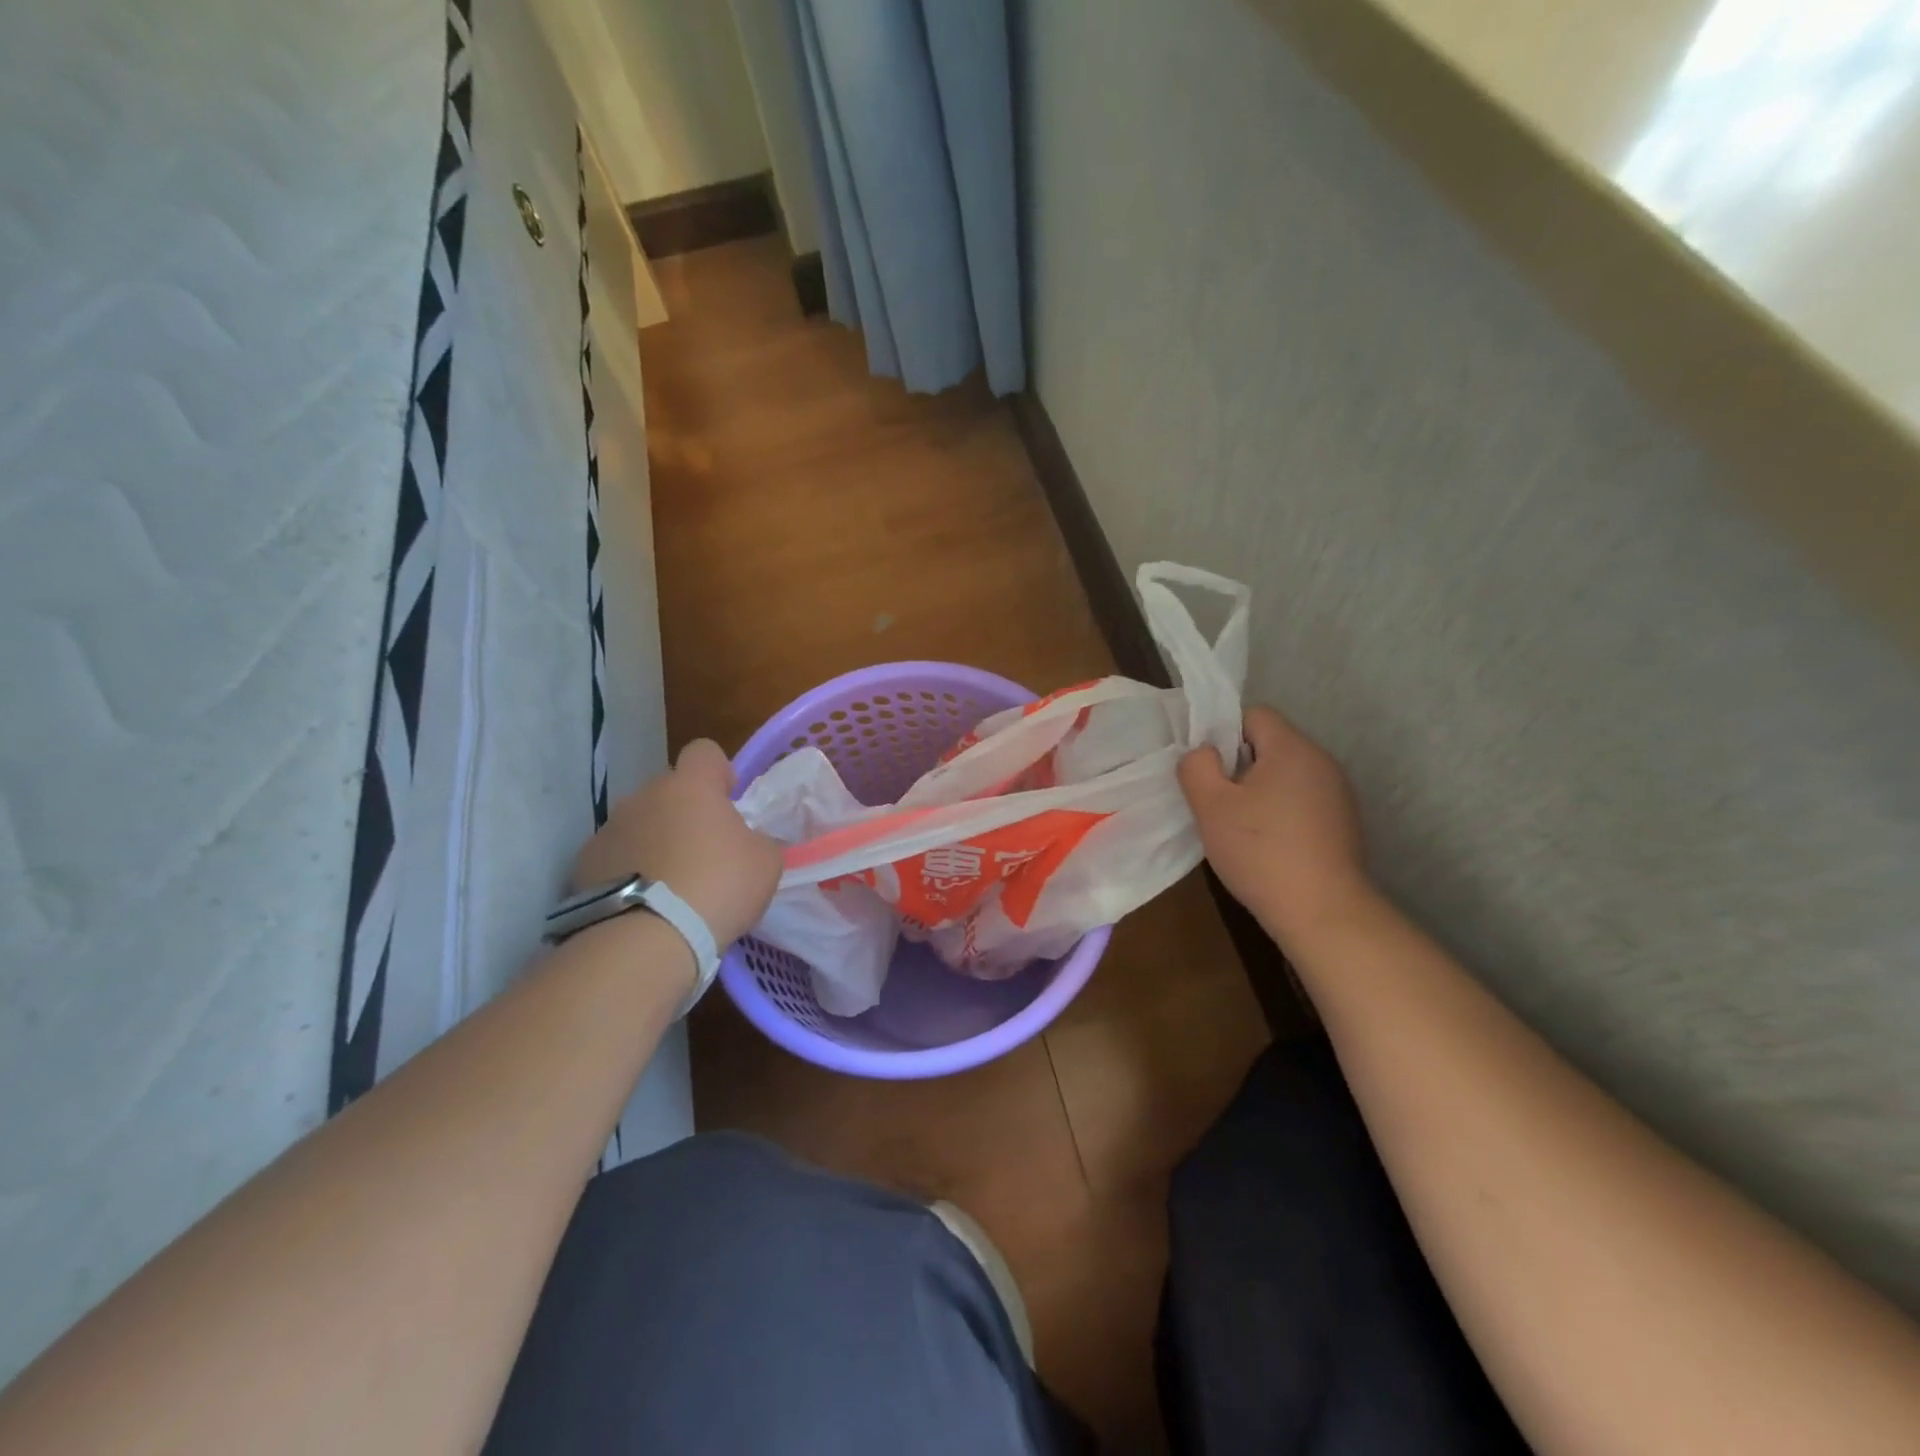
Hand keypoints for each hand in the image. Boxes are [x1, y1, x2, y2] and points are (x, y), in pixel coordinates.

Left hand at [572, 740, 783, 947]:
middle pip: (669, 791)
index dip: (718, 772)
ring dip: (656, 842)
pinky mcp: (584, 864)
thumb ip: (758, 841)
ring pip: (640, 824)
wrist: (645, 940)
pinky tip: (643, 903)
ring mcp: (609, 829)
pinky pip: (616, 856)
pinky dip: (629, 871)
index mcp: (691, 786)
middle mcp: (644, 796)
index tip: (728, 801)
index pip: (704, 752)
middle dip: (686, 813)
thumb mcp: (765, 863)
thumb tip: (747, 842)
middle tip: (705, 853)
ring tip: (671, 885)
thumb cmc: (717, 888)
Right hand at [1177, 705, 1372, 949]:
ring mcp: (1338, 794)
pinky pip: (1302, 801)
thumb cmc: (1260, 852)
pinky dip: (1281, 813)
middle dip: (1239, 765)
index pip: (1254, 714)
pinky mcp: (1344, 823)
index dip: (1223, 733)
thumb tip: (1204, 753)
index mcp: (1292, 748)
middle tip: (1216, 801)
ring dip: (1260, 791)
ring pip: (1286, 775)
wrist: (1323, 912)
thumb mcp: (1210, 806)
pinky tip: (1268, 845)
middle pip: (1271, 744)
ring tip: (1240, 827)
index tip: (1207, 770)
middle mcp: (1322, 761)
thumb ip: (1197, 767)